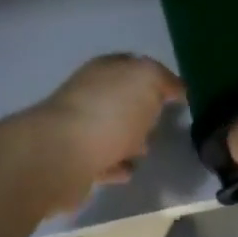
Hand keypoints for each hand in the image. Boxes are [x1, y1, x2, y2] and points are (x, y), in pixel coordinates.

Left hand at [33, 54, 184, 210]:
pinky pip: (103, 161)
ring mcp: (79, 128)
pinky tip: (129, 171)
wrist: (60, 156)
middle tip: (162, 122)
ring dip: (129, 139)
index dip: (156, 77)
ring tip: (147, 150)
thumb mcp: (147, 80)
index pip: (134, 65)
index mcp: (106, 69)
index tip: (177, 95)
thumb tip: (176, 88)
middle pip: (122, 98)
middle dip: (142, 109)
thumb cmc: (109, 111)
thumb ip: (164, 80)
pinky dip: (116, 165)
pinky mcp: (74, 161)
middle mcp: (90, 94)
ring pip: (112, 130)